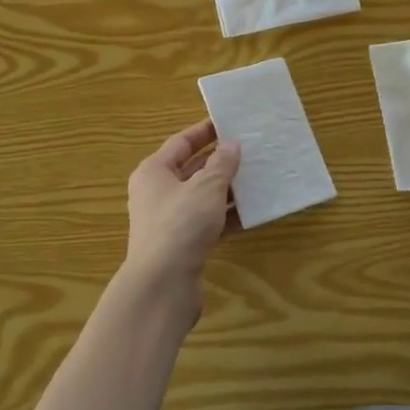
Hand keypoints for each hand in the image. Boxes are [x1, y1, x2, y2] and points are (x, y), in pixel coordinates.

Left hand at [119, 119, 240, 323]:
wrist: (162, 285)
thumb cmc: (181, 224)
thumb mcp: (206, 187)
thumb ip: (222, 164)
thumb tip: (231, 145)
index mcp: (154, 172)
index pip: (180, 143)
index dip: (204, 132)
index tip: (229, 124)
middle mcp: (157, 193)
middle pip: (191, 170)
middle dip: (219, 162)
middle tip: (249, 151)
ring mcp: (168, 221)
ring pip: (201, 198)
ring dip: (226, 190)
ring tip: (256, 179)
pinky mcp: (181, 245)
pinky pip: (207, 222)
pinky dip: (226, 216)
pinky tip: (251, 213)